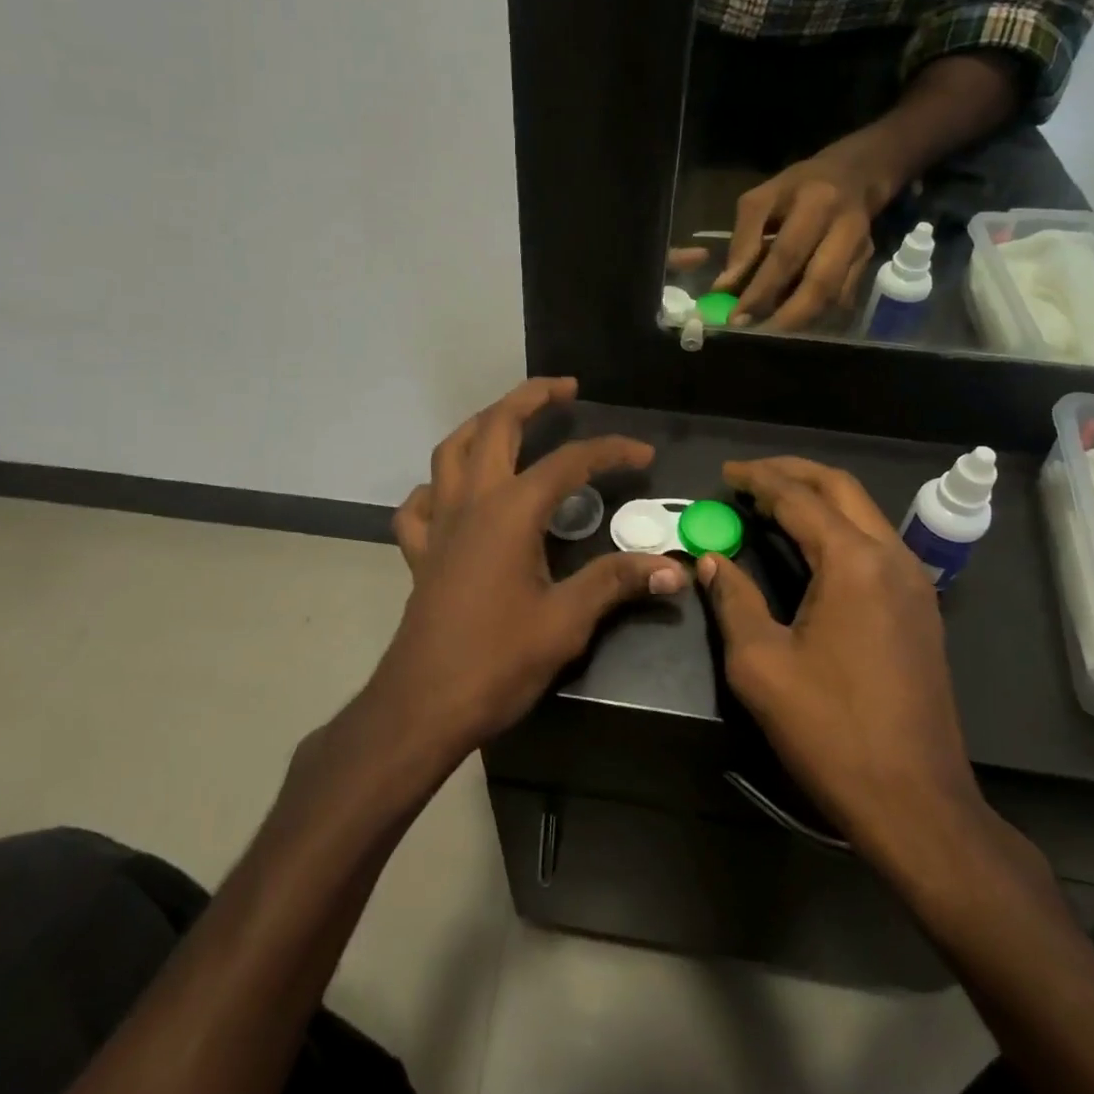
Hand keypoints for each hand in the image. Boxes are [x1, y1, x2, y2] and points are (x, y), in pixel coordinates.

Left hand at [378, 378, 686, 756]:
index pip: (568, 463)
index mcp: (511, 511)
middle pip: (496, 427)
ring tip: (509, 419)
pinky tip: (454, 494)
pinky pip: (420, 504)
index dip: (609, 451)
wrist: (423, 704)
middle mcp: (471, 502)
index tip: (643, 455)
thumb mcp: (566, 622)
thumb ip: (615, 583)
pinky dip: (437, 486)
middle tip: (564, 388)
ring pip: (451, 451)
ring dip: (481, 424)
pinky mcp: (420, 551)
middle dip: (531, 398)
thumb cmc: (497, 661)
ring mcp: (439, 524)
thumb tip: (673, 568)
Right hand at [697, 457, 979, 850]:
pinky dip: (838, 527)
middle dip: (793, 473)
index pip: (798, 499)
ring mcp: (914, 582)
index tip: (725, 474)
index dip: (758, 480)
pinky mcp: (920, 608)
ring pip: (863, 512)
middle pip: (840, 488)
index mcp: (854, 563)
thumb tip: (711, 560)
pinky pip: (875, 543)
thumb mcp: (760, 664)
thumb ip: (733, 600)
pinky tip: (809, 545)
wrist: (916, 802)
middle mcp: (891, 557)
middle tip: (748, 477)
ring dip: (817, 498)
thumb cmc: (830, 731)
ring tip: (771, 504)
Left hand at [713, 129, 900, 331]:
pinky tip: (791, 325)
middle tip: (756, 335)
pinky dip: (815, 317)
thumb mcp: (761, 199)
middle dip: (787, 318)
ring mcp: (862, 249)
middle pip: (819, 284)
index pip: (786, 256)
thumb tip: (725, 287)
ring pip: (833, 298)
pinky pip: (841, 300)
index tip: (736, 317)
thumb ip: (743, 241)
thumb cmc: (798, 187)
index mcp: (816, 204)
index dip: (761, 290)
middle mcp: (845, 229)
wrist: (855, 174)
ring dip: (801, 321)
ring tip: (769, 334)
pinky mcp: (868, 264)